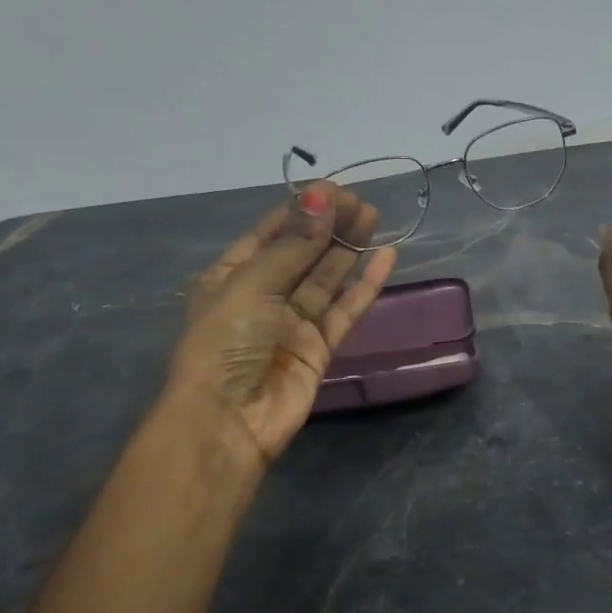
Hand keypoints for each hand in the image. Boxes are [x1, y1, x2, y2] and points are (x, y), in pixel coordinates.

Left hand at [167, 186, 396, 472]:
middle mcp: (262, 297)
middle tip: (360, 203)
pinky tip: (386, 258)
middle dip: (329, 226)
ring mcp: (292, 324)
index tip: (334, 190)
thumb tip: (321, 198)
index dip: (302, 210)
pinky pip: (345, 309)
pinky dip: (365, 285)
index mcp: (231, 277)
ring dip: (348, 248)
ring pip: (326, 278)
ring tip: (373, 217)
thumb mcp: (251, 285)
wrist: (228, 422)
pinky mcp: (319, 348)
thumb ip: (293, 245)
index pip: (270, 234)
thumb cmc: (225, 343)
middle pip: (302, 252)